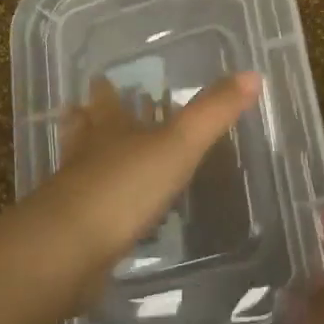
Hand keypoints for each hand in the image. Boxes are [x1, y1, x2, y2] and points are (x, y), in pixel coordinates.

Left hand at [38, 70, 259, 278]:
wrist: (70, 250)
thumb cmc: (125, 186)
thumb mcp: (178, 144)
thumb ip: (213, 113)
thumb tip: (253, 74)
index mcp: (110, 129)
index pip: (106, 100)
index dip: (105, 90)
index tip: (100, 77)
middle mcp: (88, 154)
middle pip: (85, 130)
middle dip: (90, 120)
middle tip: (88, 110)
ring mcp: (76, 194)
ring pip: (82, 167)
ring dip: (89, 160)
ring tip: (99, 159)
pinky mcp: (74, 233)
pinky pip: (88, 210)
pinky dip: (98, 206)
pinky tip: (109, 217)